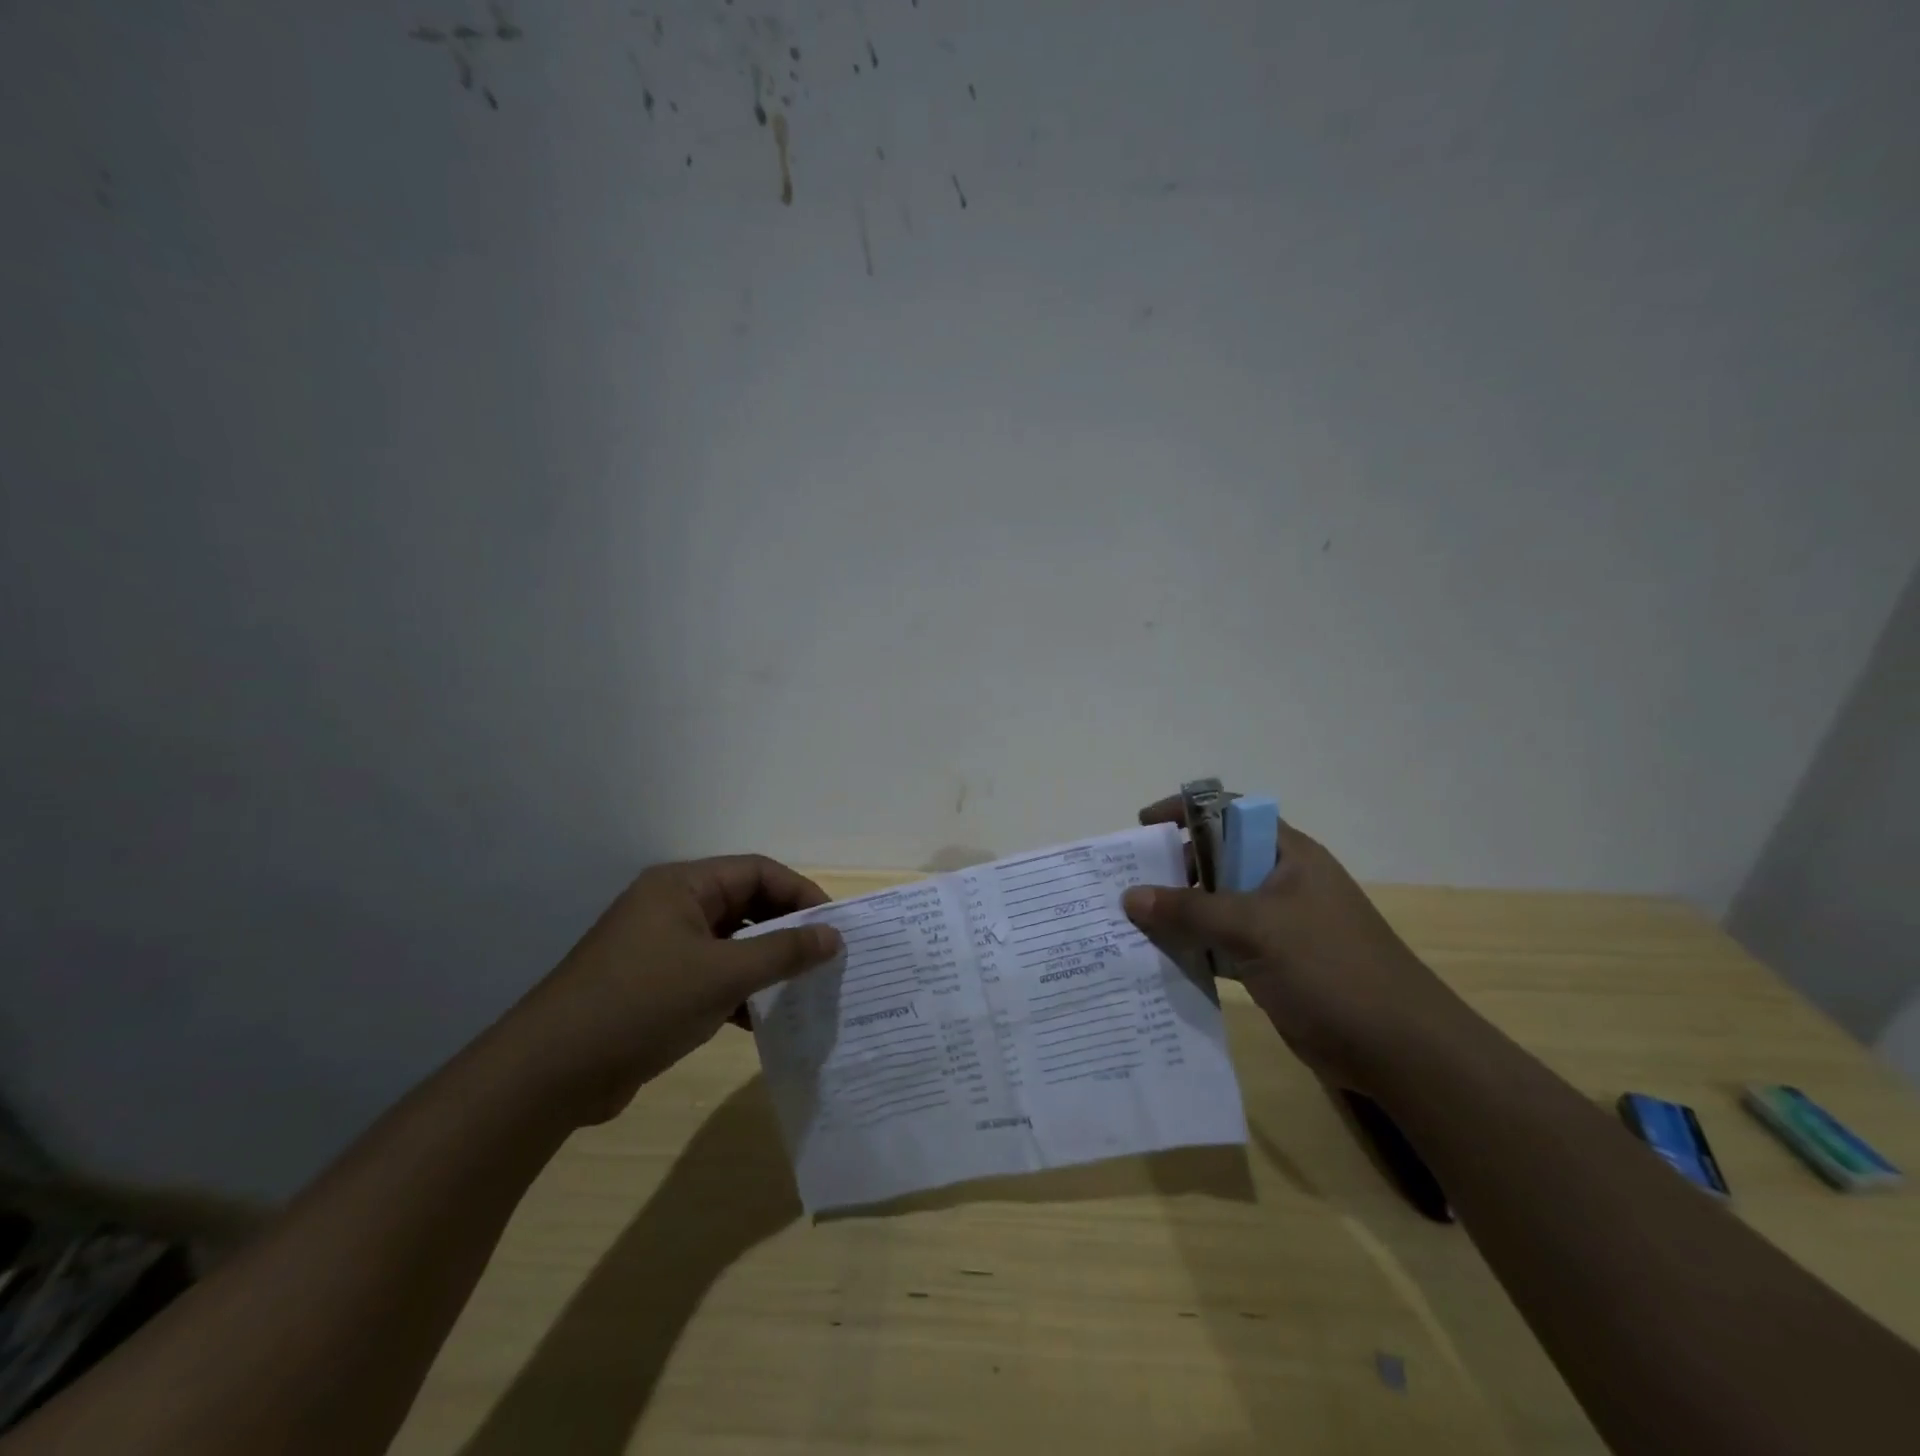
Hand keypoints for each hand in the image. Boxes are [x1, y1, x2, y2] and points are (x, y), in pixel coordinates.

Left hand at [500, 856, 842, 1125]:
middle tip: (823, 960)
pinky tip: (757, 1019)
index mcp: (682, 887)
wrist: (550, 1073)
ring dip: (764, 964)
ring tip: (800, 989)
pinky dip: (737, 991)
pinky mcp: (654, 986)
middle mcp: (671, 908)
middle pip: (745, 905)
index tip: (833, 927)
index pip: (757, 872)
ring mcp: (659, 948)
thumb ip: (784, 952)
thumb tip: (834, 936)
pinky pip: (710, 975)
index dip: (801, 893)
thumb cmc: (643, 1004)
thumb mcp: (723, 975)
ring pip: (729, 943)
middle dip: (785, 930)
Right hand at [1122, 799, 1472, 1094]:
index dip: (1185, 813)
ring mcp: (1277, 925)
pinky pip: (1221, 944)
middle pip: (1216, 860)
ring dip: (1178, 913)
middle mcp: (1280, 882)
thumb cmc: (1329, 969)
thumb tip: (1129, 896)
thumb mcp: (1254, 929)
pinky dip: (1192, 947)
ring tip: (1131, 923)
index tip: (1142, 825)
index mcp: (1287, 855)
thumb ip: (1189, 910)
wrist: (1399, 1049)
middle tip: (1128, 886)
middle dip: (1172, 869)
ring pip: (1215, 906)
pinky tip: (1160, 959)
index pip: (1228, 814)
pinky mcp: (1272, 963)